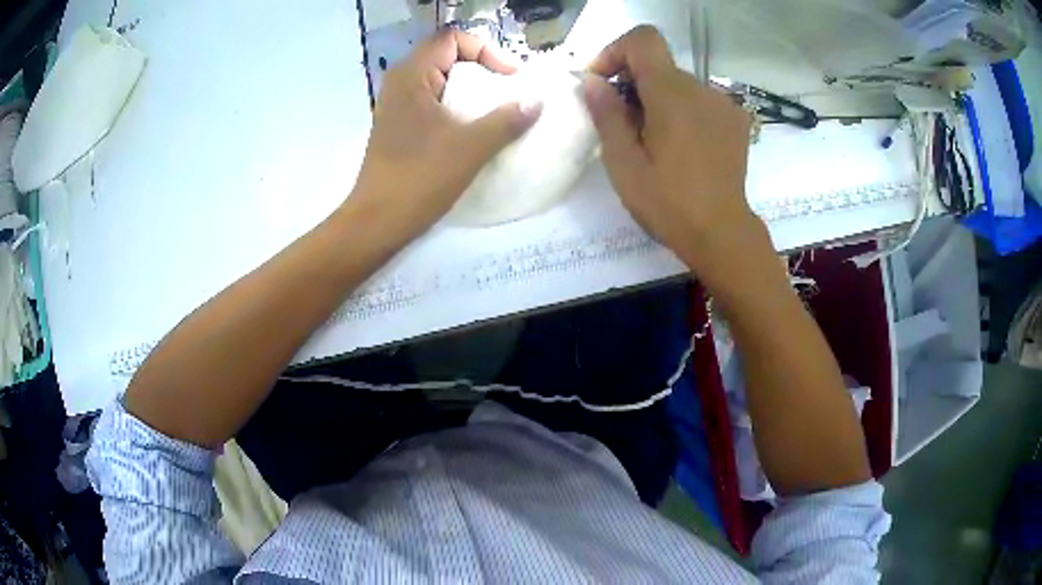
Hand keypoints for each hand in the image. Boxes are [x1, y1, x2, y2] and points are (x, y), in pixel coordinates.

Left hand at [349, 29, 541, 242]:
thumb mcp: (470, 147)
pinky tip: (473, 130)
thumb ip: (507, 120)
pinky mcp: (399, 127)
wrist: (377, 222)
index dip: (486, 50)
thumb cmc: (419, 178)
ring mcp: (397, 106)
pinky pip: (433, 103)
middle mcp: (400, 83)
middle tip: (508, 91)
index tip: (510, 78)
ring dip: (470, 90)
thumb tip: (537, 101)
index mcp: (412, 76)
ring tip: (496, 110)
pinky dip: (456, 107)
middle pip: (446, 56)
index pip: (452, 39)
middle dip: (482, 68)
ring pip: (440, 81)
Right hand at [582, 26, 764, 277]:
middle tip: (620, 123)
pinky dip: (682, 111)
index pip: (643, 40)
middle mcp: (702, 89)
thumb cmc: (669, 203)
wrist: (722, 234)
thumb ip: (606, 114)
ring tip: (651, 141)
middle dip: (632, 82)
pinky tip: (680, 146)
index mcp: (672, 94)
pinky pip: (699, 101)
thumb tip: (592, 80)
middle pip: (659, 64)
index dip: (615, 51)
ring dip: (657, 99)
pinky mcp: (735, 121)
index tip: (602, 83)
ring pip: (679, 84)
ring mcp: (723, 104)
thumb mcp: (624, 163)